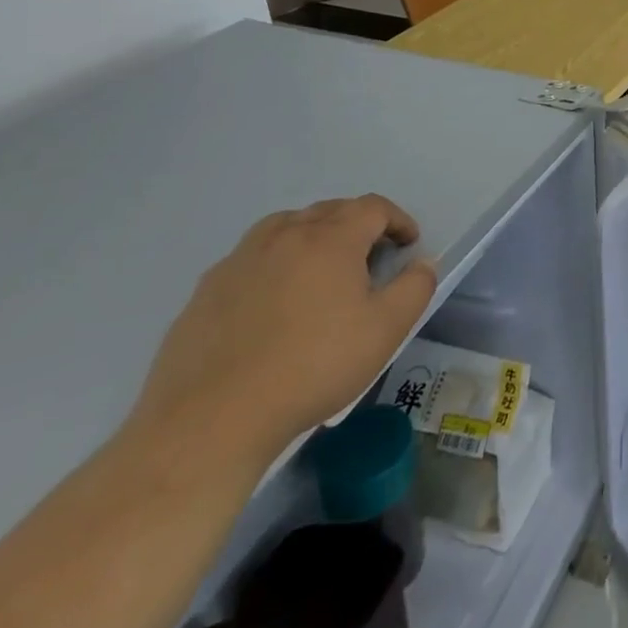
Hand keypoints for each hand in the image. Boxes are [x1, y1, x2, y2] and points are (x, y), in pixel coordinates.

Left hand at [133, 196, 437, 465]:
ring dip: (313, 235)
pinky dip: (274, 262)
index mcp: (331, 239)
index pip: (373, 207)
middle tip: (371, 257)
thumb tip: (422, 263)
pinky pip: (251, 258)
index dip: (398, 220)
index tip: (408, 245)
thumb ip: (415, 287)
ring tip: (321, 268)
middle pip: (330, 210)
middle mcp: (285, 236)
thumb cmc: (313, 367)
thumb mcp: (386, 330)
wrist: (212, 419)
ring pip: (285, 226)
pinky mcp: (206, 290)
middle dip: (358, 224)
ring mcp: (240, 261)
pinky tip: (274, 301)